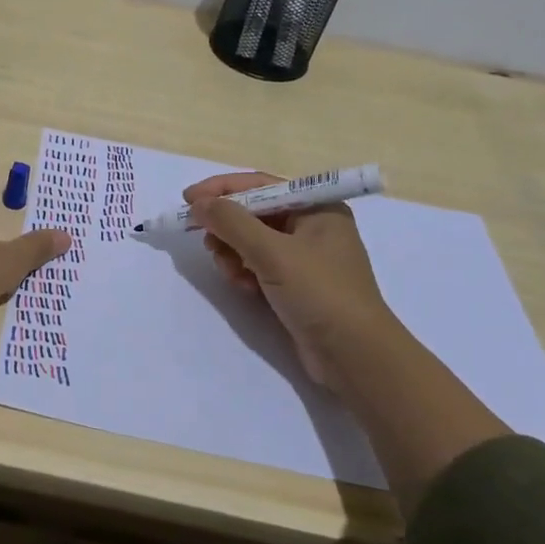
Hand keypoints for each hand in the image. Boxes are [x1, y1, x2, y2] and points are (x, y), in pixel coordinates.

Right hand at [186, 171, 393, 384]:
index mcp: (317, 208)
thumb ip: (231, 222)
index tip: (188, 199)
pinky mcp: (297, 285)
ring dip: (233, 252)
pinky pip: (260, 265)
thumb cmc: (320, 293)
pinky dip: (245, 271)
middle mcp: (313, 226)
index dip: (221, 189)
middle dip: (227, 227)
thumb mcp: (272, 252)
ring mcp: (306, 257)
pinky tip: (243, 286)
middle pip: (254, 213)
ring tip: (228, 271)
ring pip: (253, 241)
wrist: (356, 358)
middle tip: (205, 240)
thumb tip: (198, 203)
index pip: (260, 185)